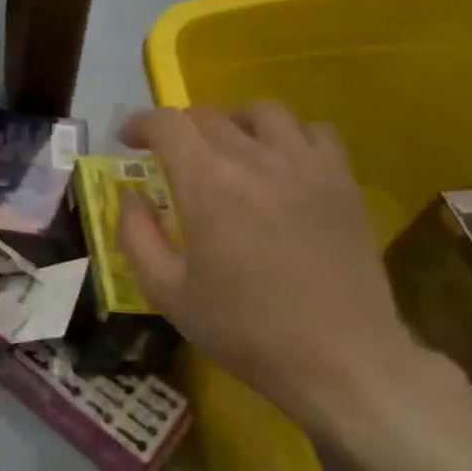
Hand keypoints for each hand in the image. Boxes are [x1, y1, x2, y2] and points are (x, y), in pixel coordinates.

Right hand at [117, 102, 433, 441]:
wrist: (340, 359)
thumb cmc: (244, 329)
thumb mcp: (167, 291)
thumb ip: (136, 235)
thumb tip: (130, 195)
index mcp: (207, 184)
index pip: (167, 123)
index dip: (140, 124)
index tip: (129, 142)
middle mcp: (256, 160)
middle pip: (209, 114)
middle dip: (179, 128)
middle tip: (170, 156)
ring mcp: (306, 166)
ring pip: (264, 111)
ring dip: (234, 121)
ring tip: (228, 148)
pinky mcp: (343, 182)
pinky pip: (316, 131)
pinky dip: (290, 135)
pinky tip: (281, 163)